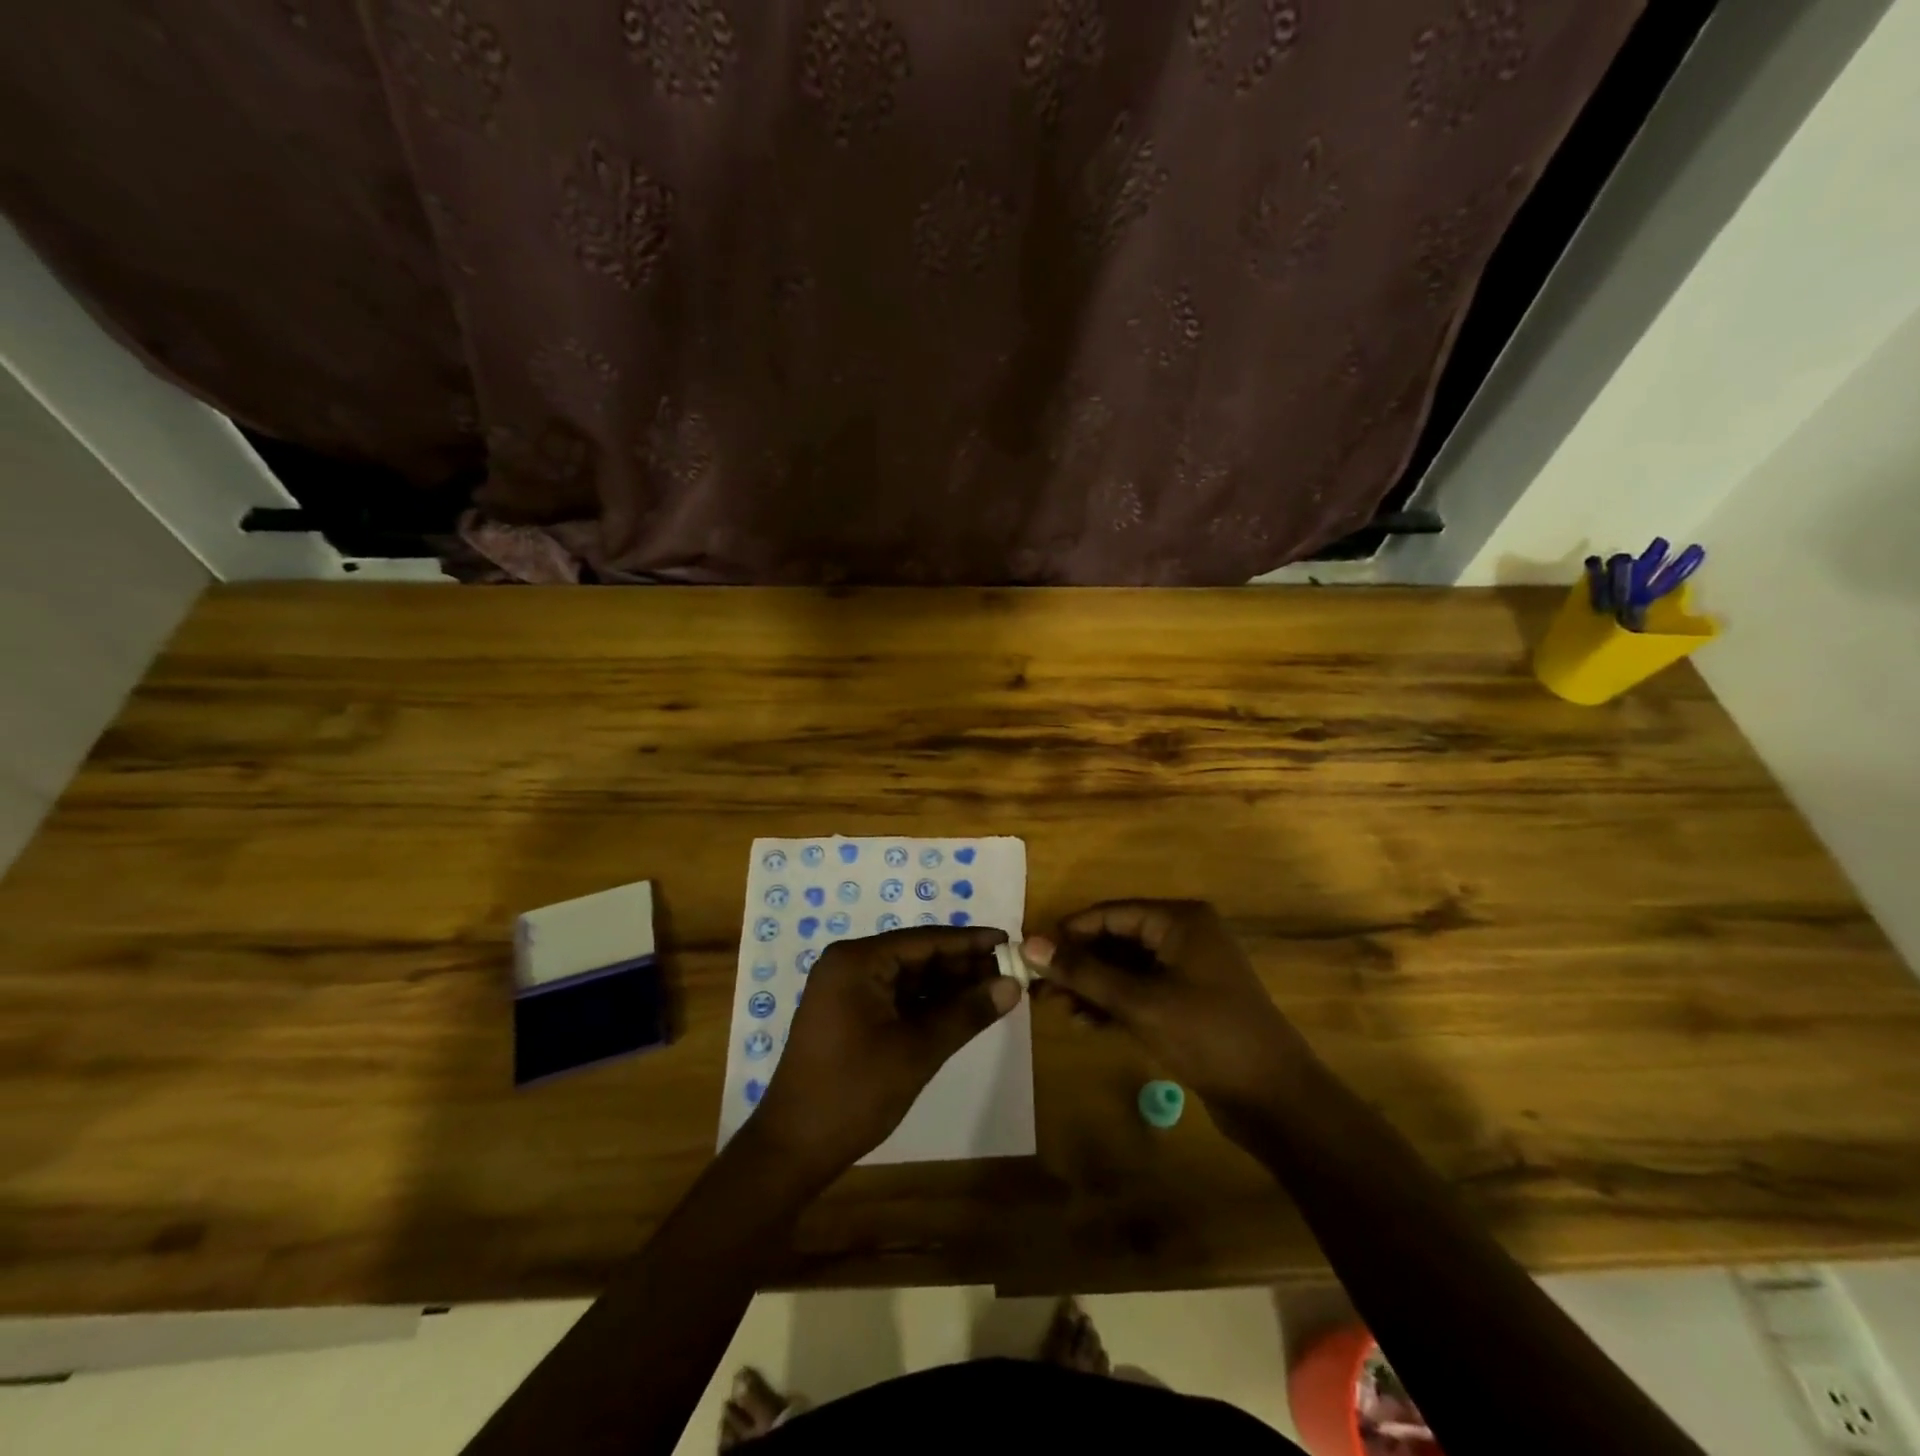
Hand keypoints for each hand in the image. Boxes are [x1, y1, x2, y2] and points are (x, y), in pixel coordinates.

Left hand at [748, 926, 1022, 1183]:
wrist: (793, 1149)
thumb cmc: (853, 1093)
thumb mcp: (917, 1051)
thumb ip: (966, 1014)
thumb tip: (1013, 985)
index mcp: (857, 961)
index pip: (924, 940)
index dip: (969, 941)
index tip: (1009, 941)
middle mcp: (849, 966)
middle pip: (917, 956)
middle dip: (961, 966)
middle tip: (1009, 972)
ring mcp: (846, 991)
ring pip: (909, 979)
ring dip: (948, 986)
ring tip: (994, 991)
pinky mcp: (848, 1016)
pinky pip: (896, 998)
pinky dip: (928, 1005)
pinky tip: (961, 1012)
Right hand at [1026, 900, 1310, 1122]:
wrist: (1275, 1098)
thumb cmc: (1207, 1035)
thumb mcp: (1139, 1001)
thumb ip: (1083, 972)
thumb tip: (1030, 945)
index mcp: (1179, 920)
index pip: (1110, 914)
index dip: (1068, 932)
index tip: (1030, 953)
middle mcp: (1184, 936)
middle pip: (1116, 940)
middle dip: (1078, 964)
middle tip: (1038, 988)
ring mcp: (1188, 970)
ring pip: (1126, 968)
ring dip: (1092, 986)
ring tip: (1056, 1009)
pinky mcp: (1189, 1002)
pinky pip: (1141, 991)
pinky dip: (1114, 1004)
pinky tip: (1085, 1023)